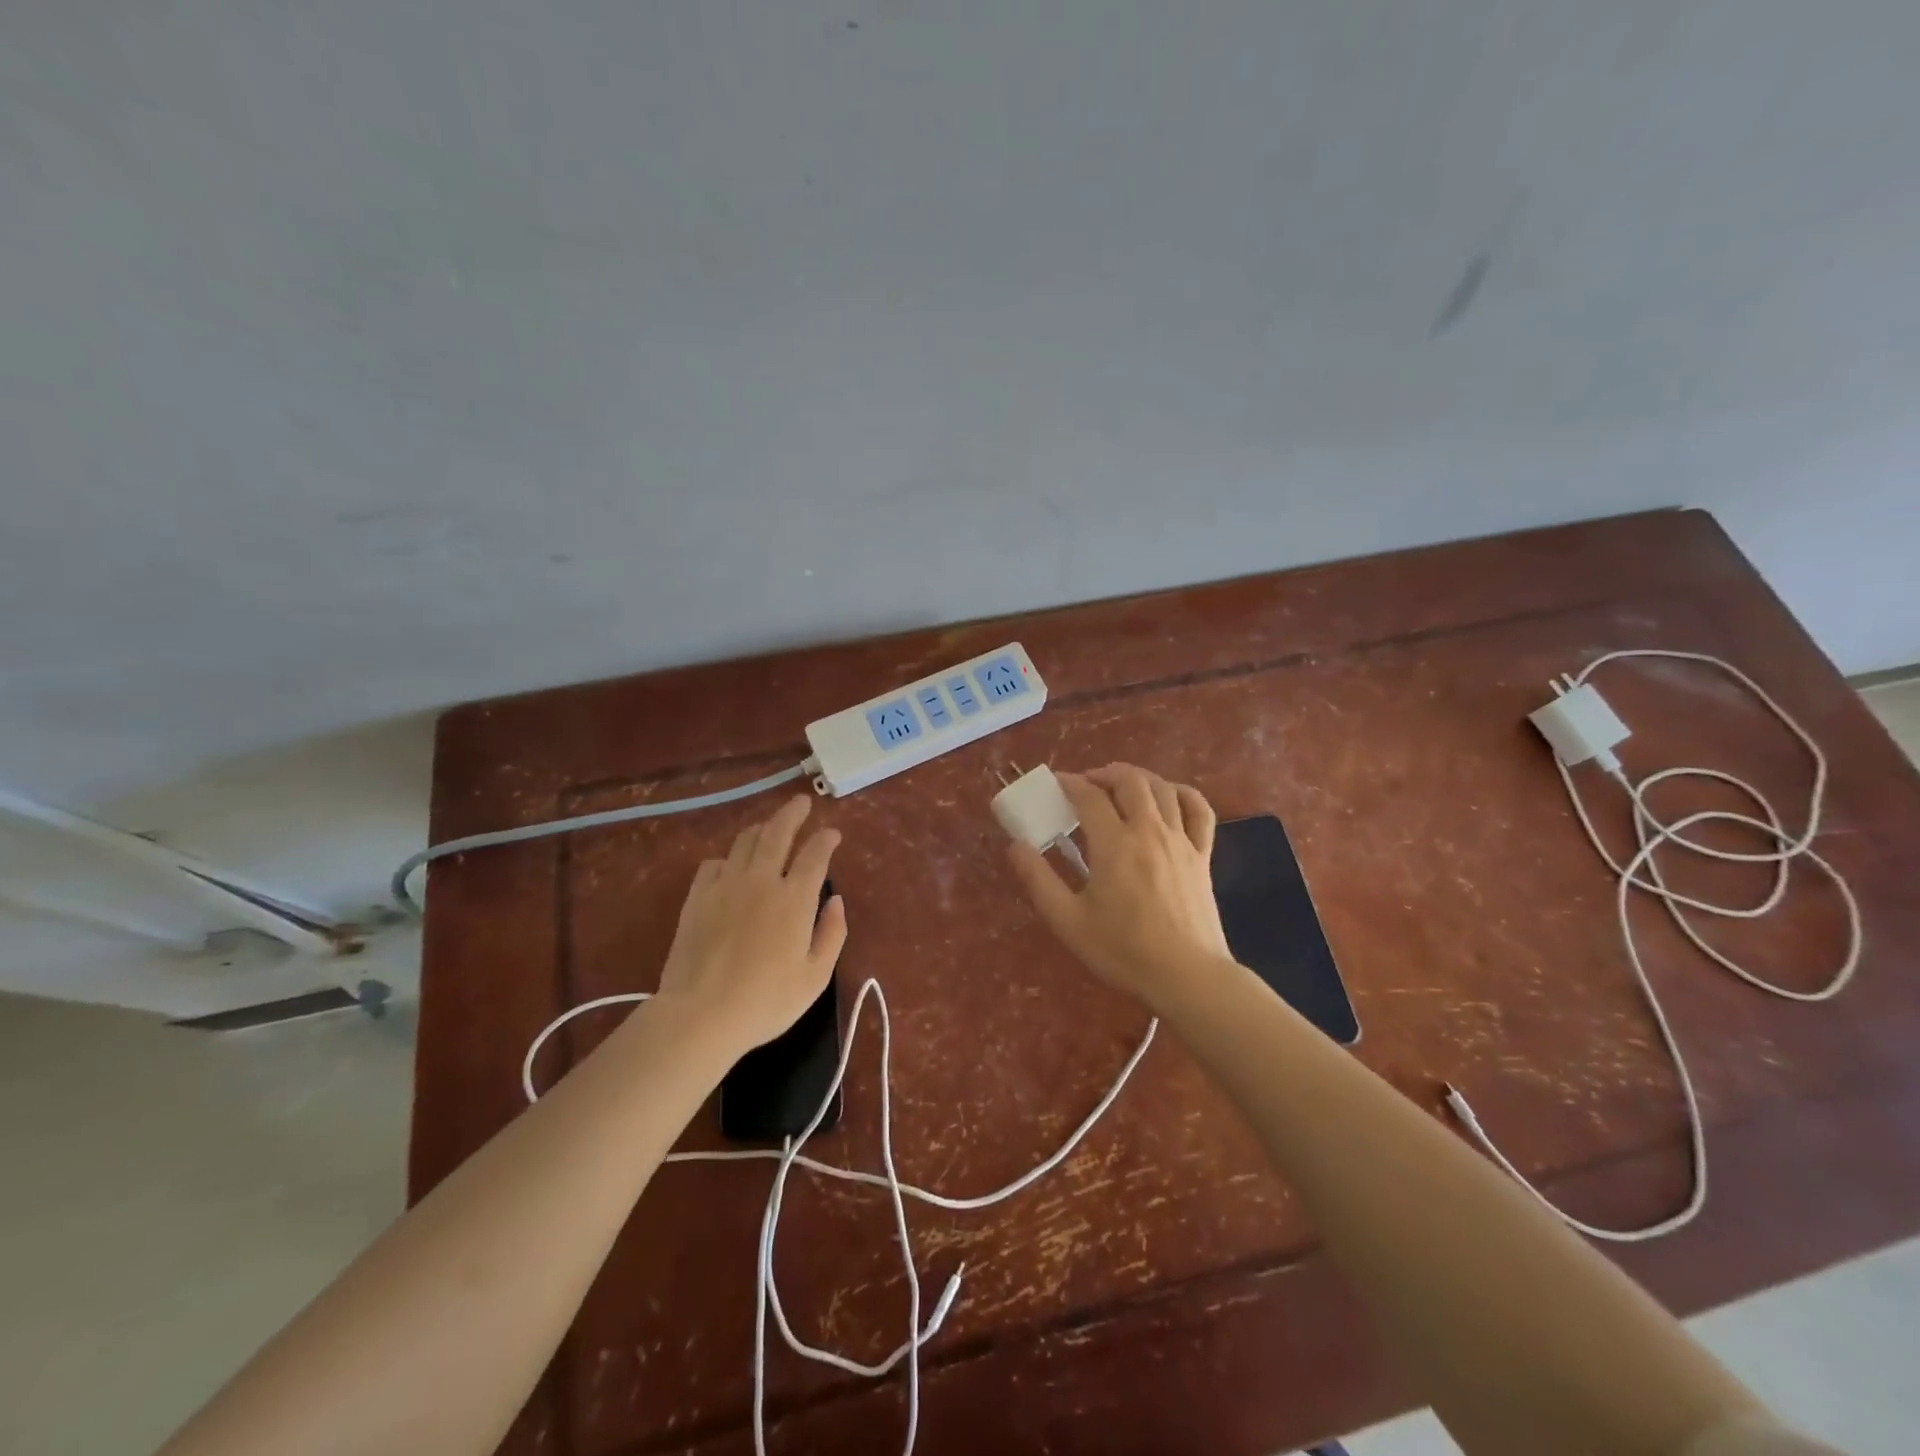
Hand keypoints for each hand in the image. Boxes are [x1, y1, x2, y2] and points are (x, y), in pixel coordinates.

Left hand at [655, 795, 846, 1054]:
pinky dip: (728, 858)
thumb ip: (832, 934)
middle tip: (802, 802)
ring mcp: (725, 885)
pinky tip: (731, 867)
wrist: (700, 1015)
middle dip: (793, 813)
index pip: (815, 854)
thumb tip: (835, 900)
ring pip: (745, 841)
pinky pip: (714, 863)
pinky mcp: (697, 897)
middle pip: (778, 832)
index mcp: (794, 898)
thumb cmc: (766, 1002)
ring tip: (769, 828)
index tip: (832, 833)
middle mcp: (761, 880)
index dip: (826, 838)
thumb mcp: (815, 977)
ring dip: (762, 829)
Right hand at [1006, 764, 1234, 1012]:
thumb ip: (1039, 880)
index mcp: (1114, 845)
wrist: (1186, 977)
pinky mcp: (1203, 855)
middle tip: (1086, 785)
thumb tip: (1016, 846)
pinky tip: (1169, 798)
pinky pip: (1199, 810)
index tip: (1055, 784)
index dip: (1069, 783)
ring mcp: (1181, 841)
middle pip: (1130, 781)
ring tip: (1120, 787)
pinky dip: (1182, 794)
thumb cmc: (1123, 951)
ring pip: (1163, 788)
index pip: (1089, 796)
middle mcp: (1149, 831)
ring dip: (1138, 778)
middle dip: (1104, 773)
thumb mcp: (1068, 921)